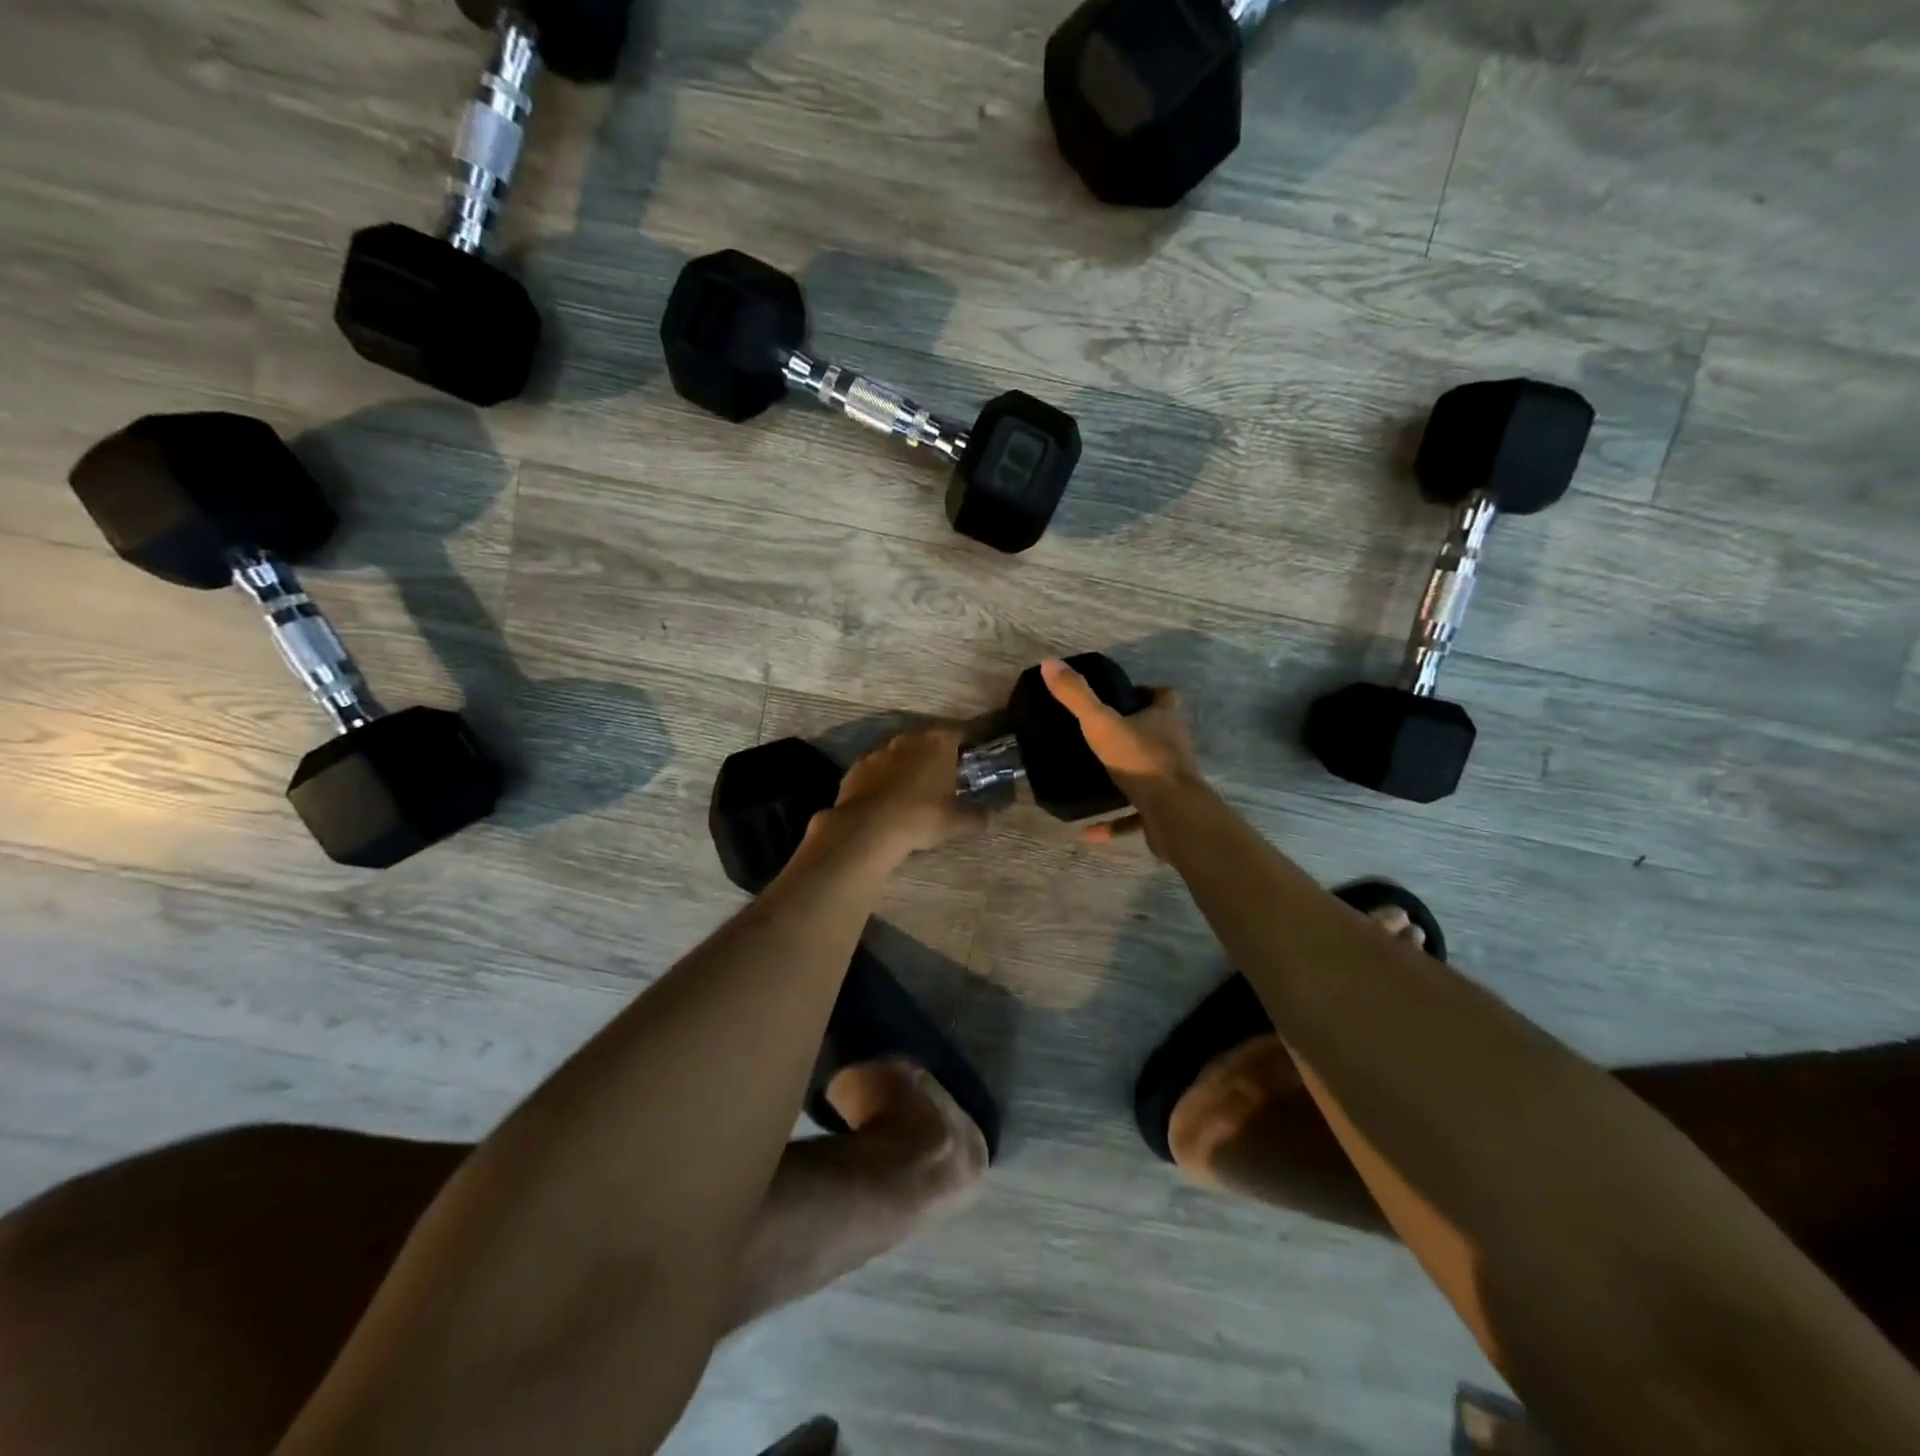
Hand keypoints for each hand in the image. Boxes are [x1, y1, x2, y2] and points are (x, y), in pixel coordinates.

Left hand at [816, 726, 986, 863]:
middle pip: (928, 741)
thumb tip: (989, 817)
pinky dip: (884, 780)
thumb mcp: (958, 822)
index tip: (972, 760)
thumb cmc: (922, 816)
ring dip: (908, 767)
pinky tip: (886, 801)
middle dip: (936, 756)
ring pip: (900, 754)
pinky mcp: (856, 767)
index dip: (968, 745)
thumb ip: (978, 816)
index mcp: (938, 743)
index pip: (960, 732)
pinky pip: (877, 769)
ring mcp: (879, 751)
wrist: (868, 828)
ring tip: (913, 792)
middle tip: (944, 779)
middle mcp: (908, 738)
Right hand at [1040, 658, 1203, 850]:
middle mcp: (1174, 747)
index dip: (1146, 693)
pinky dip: (1113, 823)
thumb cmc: (1140, 761)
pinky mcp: (1165, 814)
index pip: (1163, 696)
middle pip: (1158, 733)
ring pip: (1149, 774)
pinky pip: (1135, 817)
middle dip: (1134, 734)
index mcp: (1164, 720)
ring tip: (1094, 778)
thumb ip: (1077, 695)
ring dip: (1127, 778)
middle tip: (1101, 736)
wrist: (1173, 814)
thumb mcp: (1101, 723)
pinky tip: (1087, 831)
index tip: (1121, 697)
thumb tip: (1049, 662)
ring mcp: (1172, 782)